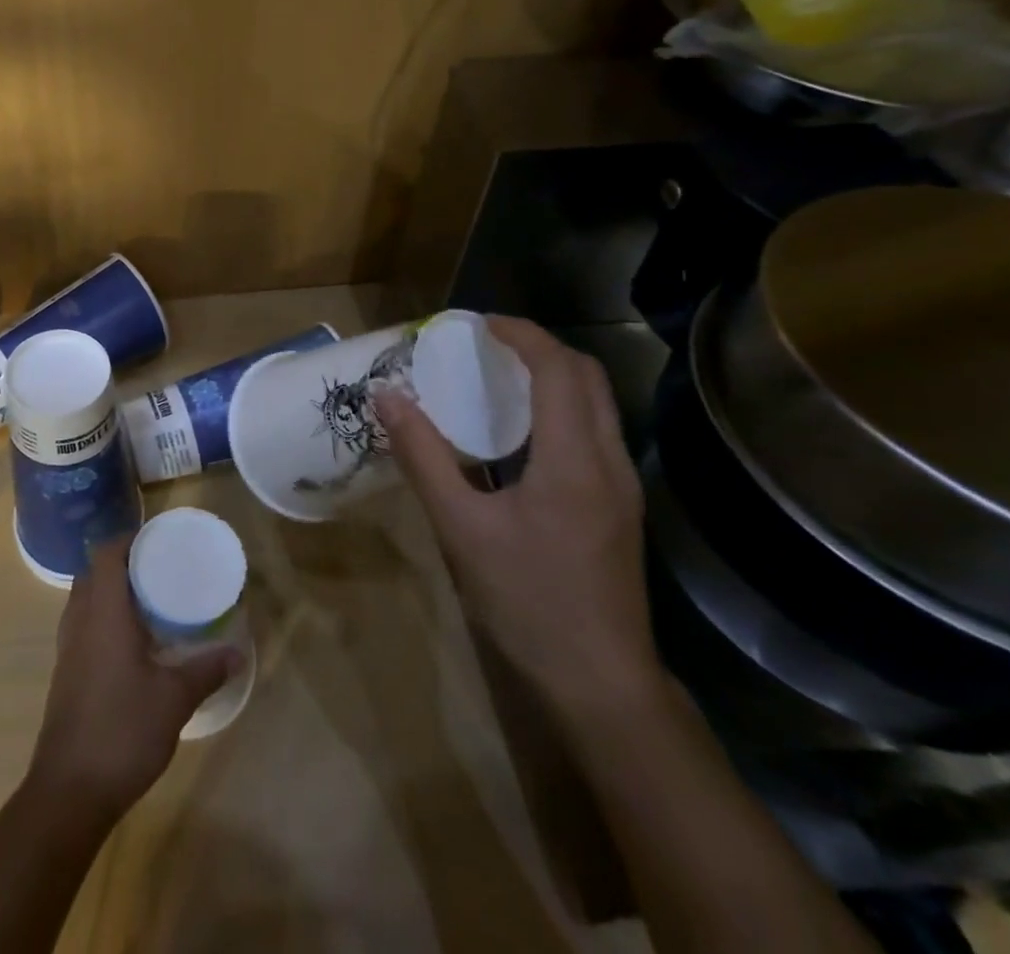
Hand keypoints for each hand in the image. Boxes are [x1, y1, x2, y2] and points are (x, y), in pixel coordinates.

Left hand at [26, 537, 237, 821]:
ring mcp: (67, 647)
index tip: (157, 541)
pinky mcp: (65, 672)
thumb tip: (237, 652)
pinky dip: (103, 619)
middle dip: (122, 564)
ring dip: (111, 592)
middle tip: (158, 570)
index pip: (106, 553)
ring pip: (85, 599)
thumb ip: (206, 670)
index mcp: (103, 613)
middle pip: (93, 572)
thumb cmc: (122, 731)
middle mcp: (80, 620)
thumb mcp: (174, 700)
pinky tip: (131, 644)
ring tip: (148, 602)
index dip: (128, 539)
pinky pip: (82, 625)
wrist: (69, 790)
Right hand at [372, 317, 659, 718]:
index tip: (476, 323)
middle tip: (483, 346)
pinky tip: (516, 437)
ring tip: (495, 380)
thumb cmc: (527, 602)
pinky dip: (558, 410)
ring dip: (551, 377)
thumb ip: (423, 457)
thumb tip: (387, 398)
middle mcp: (609, 462)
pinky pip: (593, 434)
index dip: (520, 334)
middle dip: (538, 348)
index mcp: (574, 460)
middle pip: (587, 377)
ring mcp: (622, 488)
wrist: (601, 685)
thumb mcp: (460, 528)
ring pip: (596, 405)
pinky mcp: (619, 509)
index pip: (558, 368)